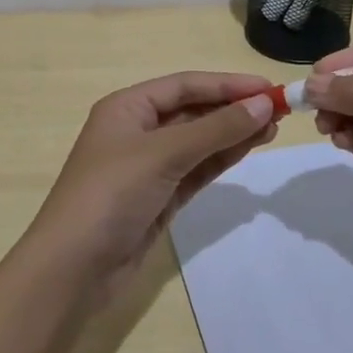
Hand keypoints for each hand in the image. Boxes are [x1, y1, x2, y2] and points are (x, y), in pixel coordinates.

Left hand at [25, 71, 277, 301]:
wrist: (73, 268)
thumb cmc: (111, 194)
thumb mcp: (164, 154)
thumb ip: (216, 129)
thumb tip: (263, 104)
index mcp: (127, 107)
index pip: (185, 85)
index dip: (227, 84)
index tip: (270, 88)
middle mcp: (137, 130)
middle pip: (193, 110)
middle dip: (233, 108)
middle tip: (279, 110)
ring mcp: (148, 166)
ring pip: (198, 141)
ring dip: (233, 133)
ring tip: (273, 128)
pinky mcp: (159, 198)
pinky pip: (196, 169)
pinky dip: (221, 159)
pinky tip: (249, 149)